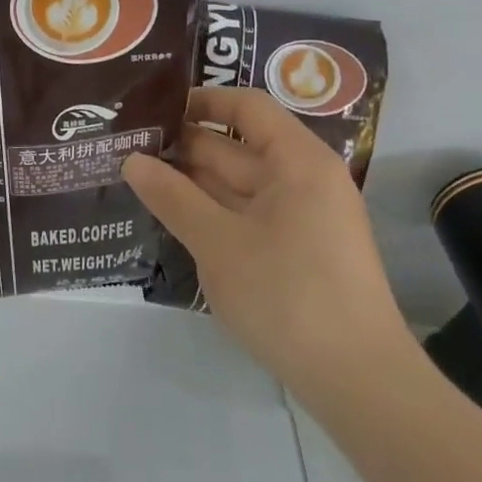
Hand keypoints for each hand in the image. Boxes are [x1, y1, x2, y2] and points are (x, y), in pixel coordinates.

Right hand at [122, 86, 417, 406]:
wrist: (356, 380)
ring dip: (191, 181)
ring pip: (237, 184)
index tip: (152, 108)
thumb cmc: (287, 294)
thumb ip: (172, 196)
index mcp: (298, 161)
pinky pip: (245, 214)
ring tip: (135, 176)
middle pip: (237, 146)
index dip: (200, 101)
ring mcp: (301, 217)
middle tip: (126, 146)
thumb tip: (131, 161)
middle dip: (183, 145)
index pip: (246, 108)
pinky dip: (209, 211)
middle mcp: (303, 180)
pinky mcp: (296, 250)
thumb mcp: (218, 242)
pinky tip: (170, 215)